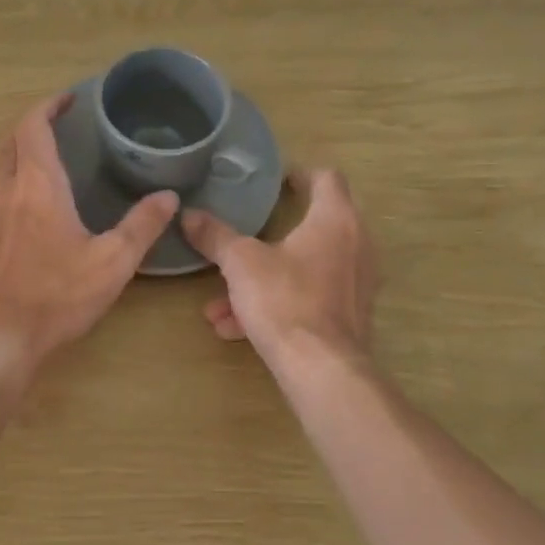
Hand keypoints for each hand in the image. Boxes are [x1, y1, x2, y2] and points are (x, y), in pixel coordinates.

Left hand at [0, 93, 176, 376]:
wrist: (2, 333)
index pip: (34, 126)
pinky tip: (16, 191)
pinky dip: (2, 171)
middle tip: (60, 123)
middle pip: (11, 138)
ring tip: (38, 150)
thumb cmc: (59, 294)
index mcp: (38, 185)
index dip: (49, 106)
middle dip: (33, 122)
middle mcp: (6, 188)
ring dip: (14, 145)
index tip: (70, 99)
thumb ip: (143, 225)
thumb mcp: (114, 261)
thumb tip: (168, 197)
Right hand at [181, 168, 377, 373]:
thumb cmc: (285, 301)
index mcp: (335, 219)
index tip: (276, 181)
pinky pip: (308, 299)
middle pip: (315, 225)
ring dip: (263, 279)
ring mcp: (355, 283)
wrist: (322, 370)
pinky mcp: (349, 316)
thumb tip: (188, 214)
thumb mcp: (241, 264)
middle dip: (272, 234)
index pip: (327, 179)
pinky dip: (276, 305)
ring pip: (303, 270)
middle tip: (246, 233)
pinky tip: (235, 328)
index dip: (301, 174)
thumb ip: (215, 236)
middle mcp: (355, 245)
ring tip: (220, 301)